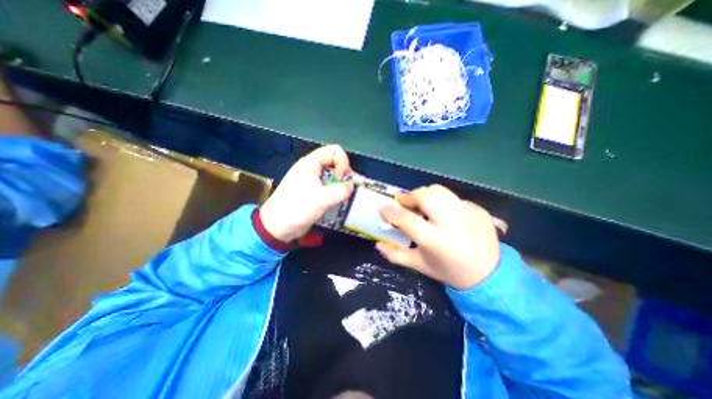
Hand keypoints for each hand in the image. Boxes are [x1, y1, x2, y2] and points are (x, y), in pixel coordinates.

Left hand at [261, 143, 353, 240]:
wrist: (277, 226)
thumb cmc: (298, 208)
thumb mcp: (322, 198)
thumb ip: (341, 190)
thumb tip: (351, 186)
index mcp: (311, 163)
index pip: (334, 151)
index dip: (342, 162)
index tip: (340, 179)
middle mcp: (311, 168)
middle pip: (334, 161)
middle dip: (344, 173)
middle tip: (346, 188)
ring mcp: (311, 180)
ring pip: (332, 174)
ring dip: (341, 183)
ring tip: (344, 196)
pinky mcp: (312, 191)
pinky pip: (328, 185)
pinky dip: (335, 191)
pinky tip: (337, 201)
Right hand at [378, 185, 498, 290]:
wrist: (490, 275)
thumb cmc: (449, 271)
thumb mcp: (420, 266)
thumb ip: (396, 255)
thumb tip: (378, 244)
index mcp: (435, 240)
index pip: (406, 219)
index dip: (391, 211)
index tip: (383, 208)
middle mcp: (452, 222)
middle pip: (425, 195)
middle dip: (410, 196)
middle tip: (405, 203)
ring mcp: (467, 213)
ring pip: (439, 190)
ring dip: (425, 195)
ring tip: (422, 205)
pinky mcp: (478, 209)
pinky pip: (453, 198)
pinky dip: (442, 203)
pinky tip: (444, 215)